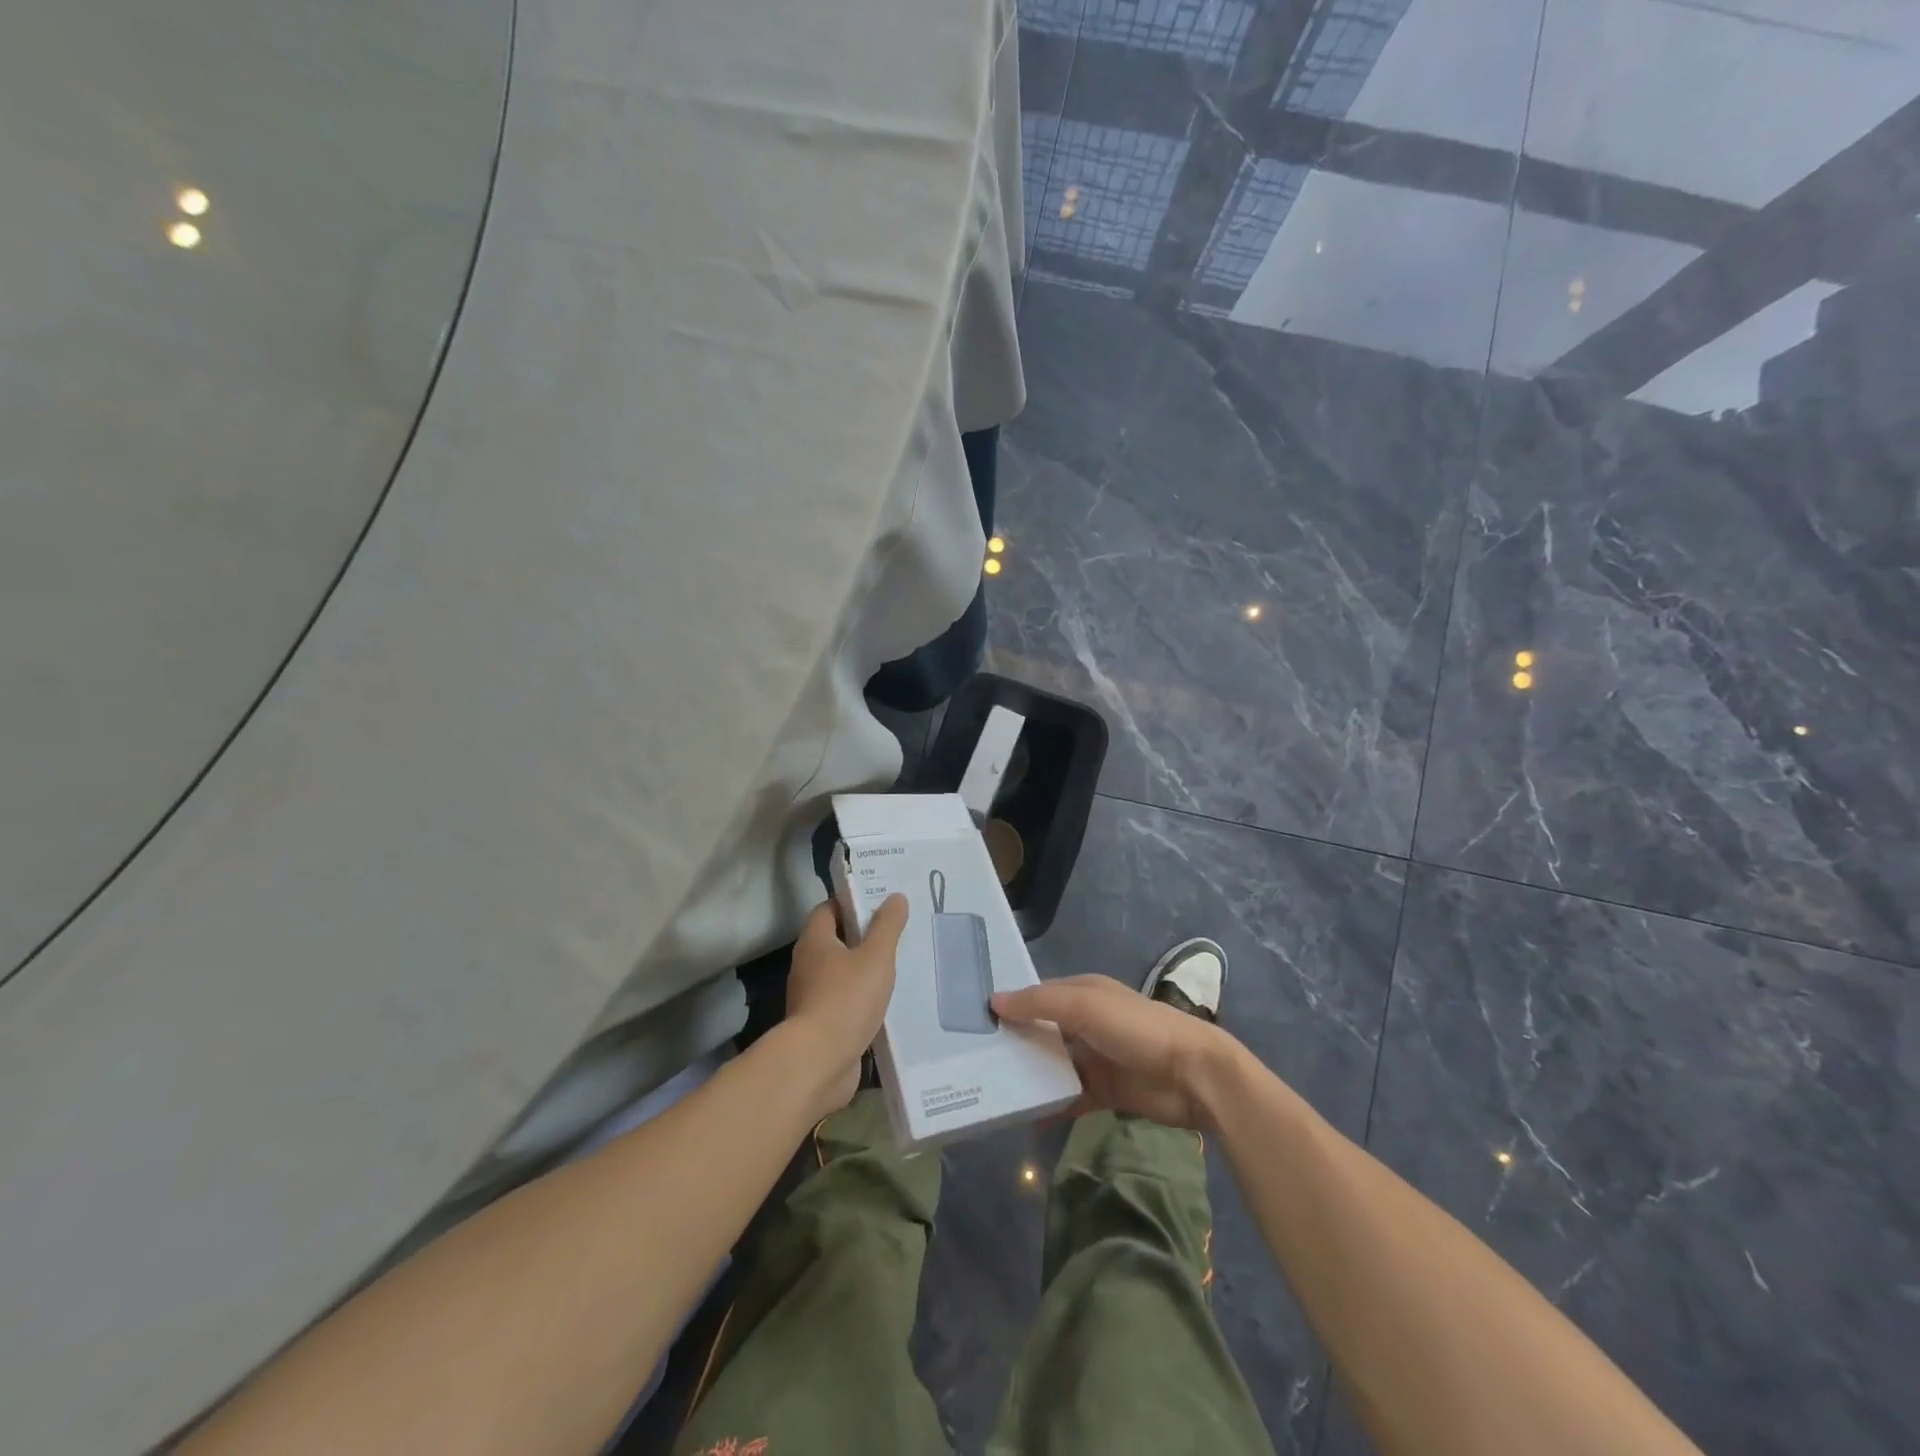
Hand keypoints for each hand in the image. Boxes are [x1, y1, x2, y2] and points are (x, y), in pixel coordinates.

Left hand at [783, 895, 908, 1116]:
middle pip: (835, 940)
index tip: (880, 903)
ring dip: (863, 970)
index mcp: (815, 941)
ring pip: (840, 973)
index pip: (828, 909)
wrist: (819, 1062)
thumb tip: (896, 896)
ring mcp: (811, 997)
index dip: (852, 903)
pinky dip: (861, 999)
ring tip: (896, 967)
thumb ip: (887, 926)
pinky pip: (843, 1002)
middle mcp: (807, 965)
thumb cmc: (846, 999)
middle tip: (895, 933)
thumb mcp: (876, 957)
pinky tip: (885, 1002)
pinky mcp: (819, 1025)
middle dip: (862, 936)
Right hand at [992, 974, 1238, 1130]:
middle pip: (1042, 1030)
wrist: (1192, 1075)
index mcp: (1083, 992)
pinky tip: (1024, 1117)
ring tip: (991, 1089)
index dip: (1011, 1005)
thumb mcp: (1085, 1006)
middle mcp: (1086, 1022)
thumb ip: (1040, 1003)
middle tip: (973, 1059)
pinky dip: (1049, 1106)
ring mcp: (1095, 1058)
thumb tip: (994, 1000)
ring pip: (1052, 1065)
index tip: (976, 1020)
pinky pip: (1068, 1098)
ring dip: (1029, 1075)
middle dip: (1015, 1042)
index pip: (1038, 995)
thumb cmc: (1136, 1029)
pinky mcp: (1104, 1092)